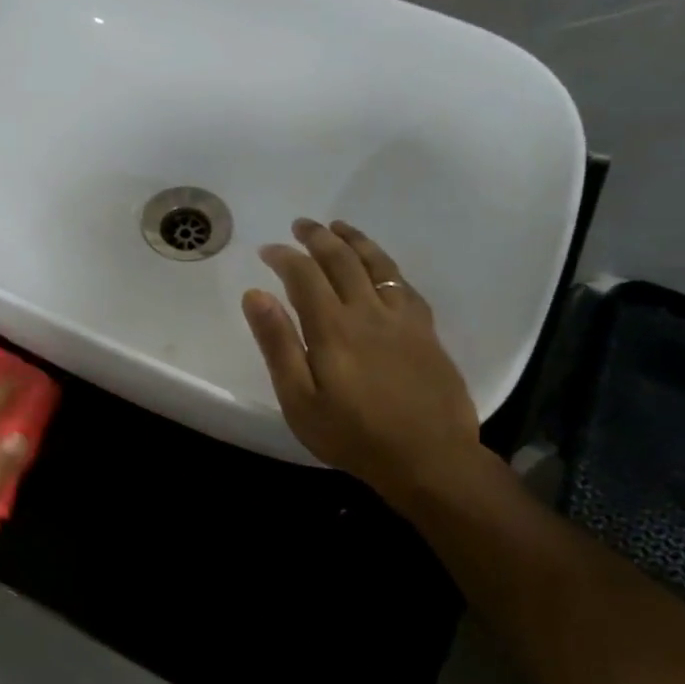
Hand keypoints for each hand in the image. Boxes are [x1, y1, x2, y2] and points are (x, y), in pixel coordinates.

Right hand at [242, 219, 482, 503]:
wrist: (429, 458)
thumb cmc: (353, 435)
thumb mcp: (299, 399)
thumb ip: (278, 344)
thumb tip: (256, 294)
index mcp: (333, 328)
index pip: (304, 275)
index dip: (284, 257)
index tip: (267, 250)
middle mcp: (368, 312)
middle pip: (342, 260)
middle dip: (318, 237)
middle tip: (301, 225)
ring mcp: (403, 318)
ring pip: (377, 264)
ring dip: (354, 241)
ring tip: (338, 227)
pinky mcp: (426, 331)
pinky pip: (404, 284)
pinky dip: (386, 266)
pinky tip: (380, 266)